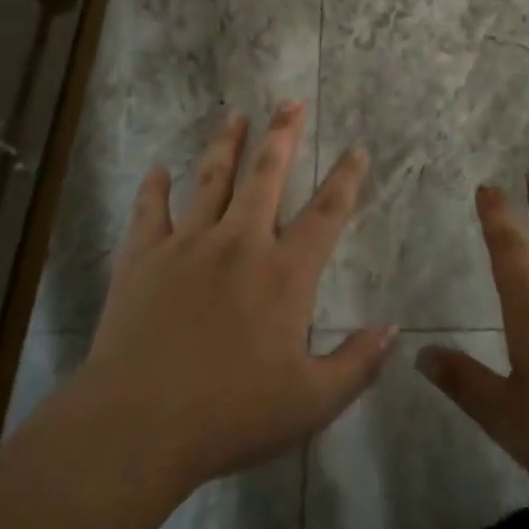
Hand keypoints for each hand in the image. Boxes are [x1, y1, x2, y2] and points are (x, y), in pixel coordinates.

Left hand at [70, 103, 395, 496]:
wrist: (136, 425)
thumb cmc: (229, 415)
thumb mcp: (310, 402)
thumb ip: (356, 364)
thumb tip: (392, 330)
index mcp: (284, 273)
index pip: (326, 213)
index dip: (345, 179)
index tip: (356, 150)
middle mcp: (239, 243)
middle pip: (266, 175)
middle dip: (283, 135)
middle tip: (290, 102)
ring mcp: (187, 244)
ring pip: (211, 179)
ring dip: (226, 144)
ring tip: (235, 114)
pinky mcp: (143, 257)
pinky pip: (150, 211)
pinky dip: (155, 188)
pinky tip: (158, 169)